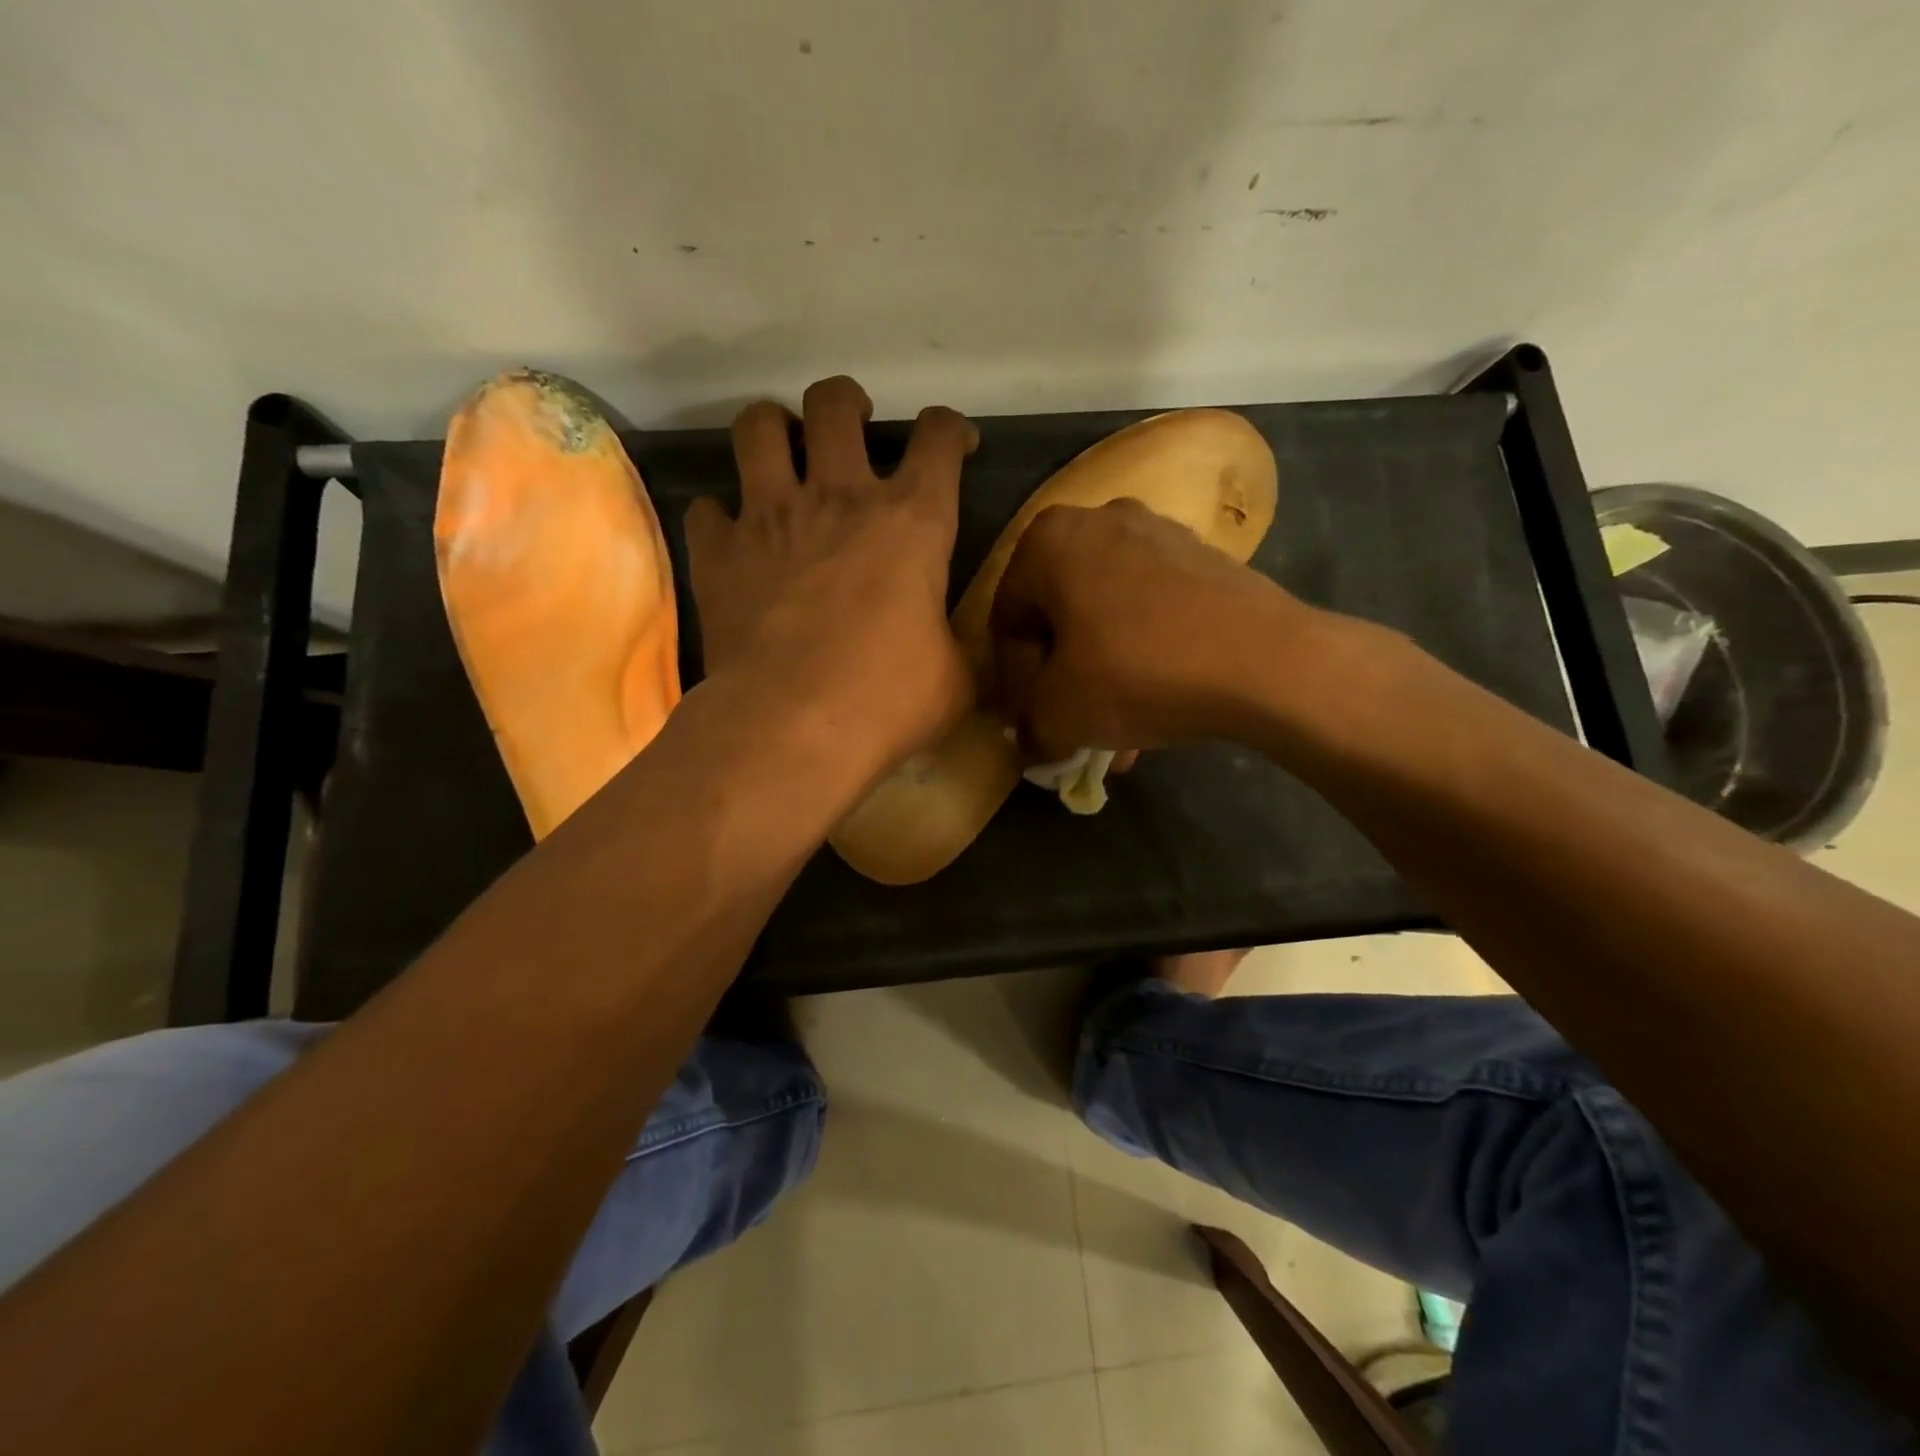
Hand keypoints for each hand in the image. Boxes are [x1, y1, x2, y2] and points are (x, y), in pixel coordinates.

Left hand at [686, 376, 978, 770]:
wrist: (793, 725)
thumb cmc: (888, 699)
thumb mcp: (954, 680)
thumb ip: (960, 651)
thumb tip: (965, 657)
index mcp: (912, 521)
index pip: (939, 439)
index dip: (952, 428)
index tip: (956, 442)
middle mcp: (840, 497)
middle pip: (835, 404)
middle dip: (847, 403)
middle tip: (851, 426)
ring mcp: (771, 517)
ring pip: (758, 427)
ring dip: (773, 429)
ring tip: (782, 453)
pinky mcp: (718, 552)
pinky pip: (707, 509)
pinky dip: (720, 517)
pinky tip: (732, 538)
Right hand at [988, 498, 1304, 758]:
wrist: (1265, 660)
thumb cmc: (1137, 673)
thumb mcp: (1059, 713)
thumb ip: (1028, 724)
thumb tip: (1030, 736)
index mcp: (1048, 540)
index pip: (1006, 620)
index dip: (1013, 682)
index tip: (1032, 722)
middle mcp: (1099, 520)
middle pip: (1059, 616)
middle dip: (1062, 680)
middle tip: (1071, 727)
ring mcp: (1158, 533)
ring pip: (1108, 618)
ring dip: (1103, 676)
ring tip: (1116, 733)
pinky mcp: (1204, 558)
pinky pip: (1152, 612)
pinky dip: (1143, 657)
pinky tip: (1155, 709)